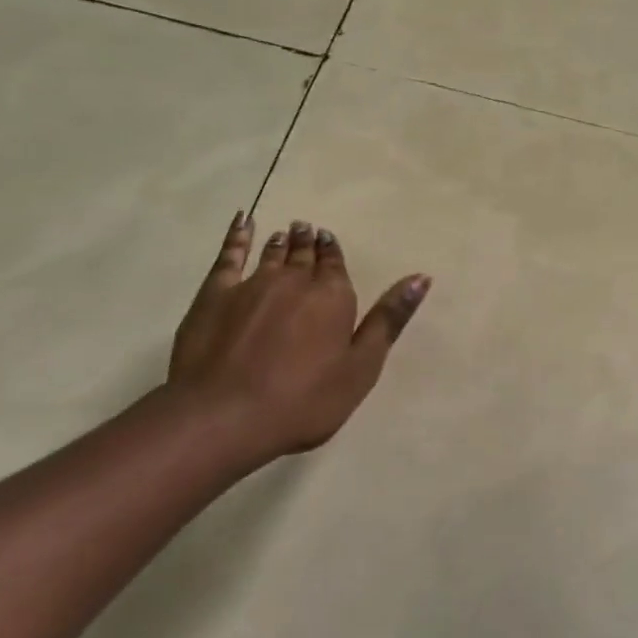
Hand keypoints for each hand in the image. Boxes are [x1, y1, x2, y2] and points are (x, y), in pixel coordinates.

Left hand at [167, 213, 429, 463]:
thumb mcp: (362, 367)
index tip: (329, 240)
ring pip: (272, 253)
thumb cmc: (304, 400)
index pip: (336, 265)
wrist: (225, 415)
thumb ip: (390, 319)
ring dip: (281, 241)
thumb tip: (422, 277)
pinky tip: (241, 222)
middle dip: (308, 242)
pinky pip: (229, 255)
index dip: (333, 252)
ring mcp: (253, 284)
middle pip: (304, 255)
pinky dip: (237, 236)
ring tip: (284, 232)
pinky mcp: (215, 294)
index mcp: (333, 296)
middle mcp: (296, 280)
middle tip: (306, 229)